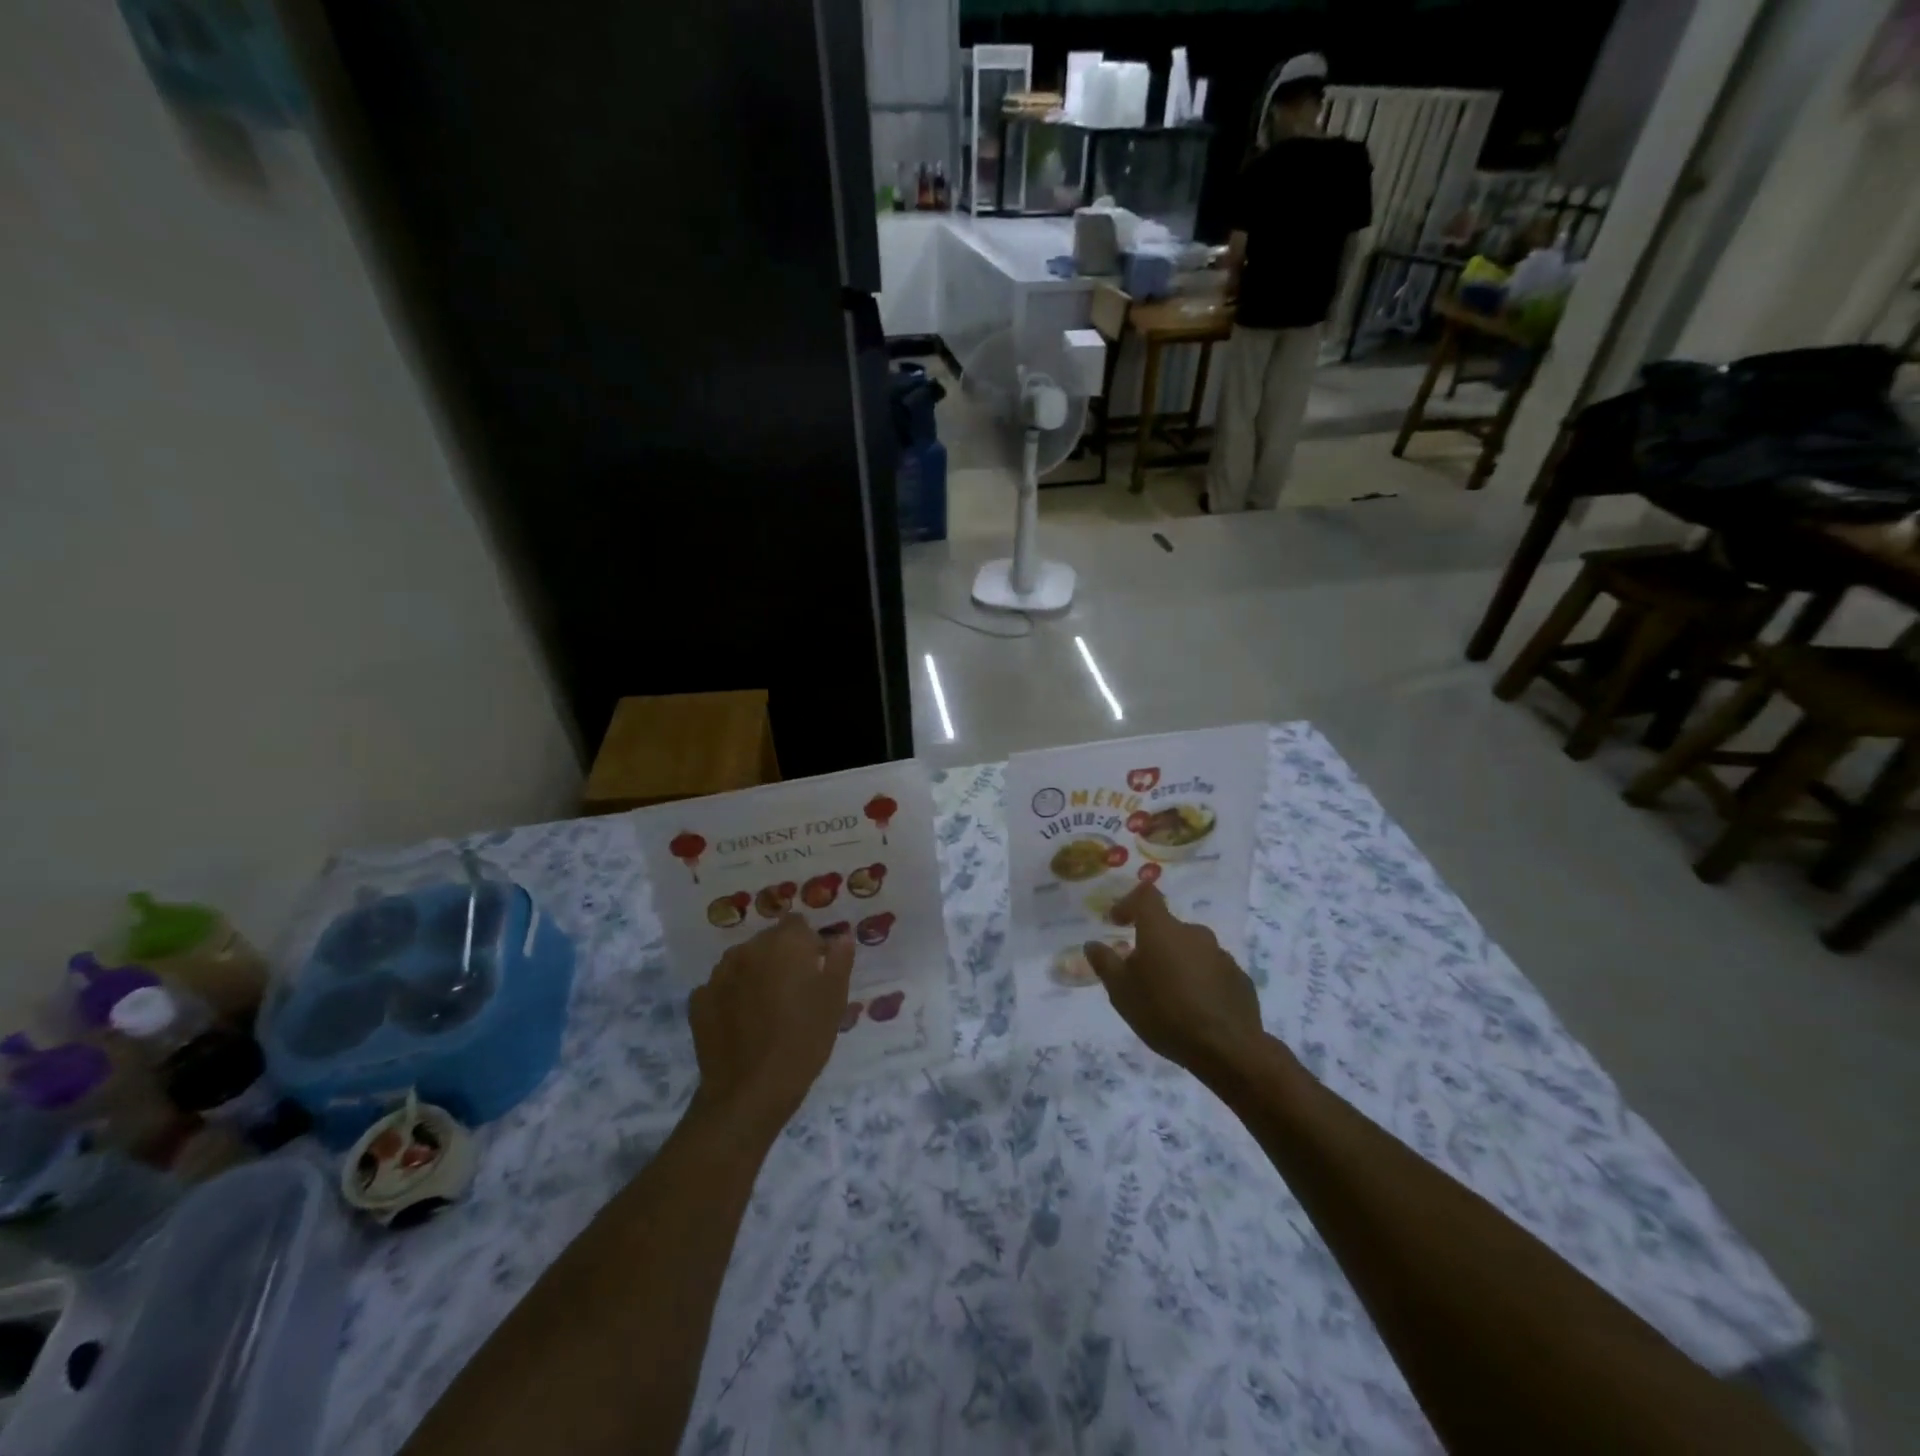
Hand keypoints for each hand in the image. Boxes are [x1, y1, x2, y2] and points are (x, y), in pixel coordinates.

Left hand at [689, 916, 852, 1136]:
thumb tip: (841, 936)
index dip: (808, 942)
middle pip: (768, 941)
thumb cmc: (804, 1040)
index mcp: (784, 943)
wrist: (751, 1091)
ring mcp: (718, 974)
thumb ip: (839, 960)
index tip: (816, 967)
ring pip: (742, 962)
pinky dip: (731, 996)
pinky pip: (721, 987)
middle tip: (794, 992)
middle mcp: (747, 949)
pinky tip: (741, 1022)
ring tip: (766, 1008)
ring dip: (754, 974)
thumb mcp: (834, 1000)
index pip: (796, 923)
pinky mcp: (698, 1000)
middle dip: (781, 957)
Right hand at [1084, 884, 1264, 1080]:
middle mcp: (1194, 933)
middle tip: (1141, 972)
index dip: (1129, 903)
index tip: (1117, 922)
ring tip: (1169, 994)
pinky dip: (1199, 980)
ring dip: (1177, 963)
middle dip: (1152, 943)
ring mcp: (1221, 955)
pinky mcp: (1239, 978)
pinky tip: (1195, 1007)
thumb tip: (1092, 944)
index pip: (1146, 896)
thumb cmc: (1164, 1012)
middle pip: (1168, 928)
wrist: (1227, 1048)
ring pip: (1191, 950)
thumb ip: (1105, 963)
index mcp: (1162, 929)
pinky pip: (1211, 970)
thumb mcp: (1121, 992)